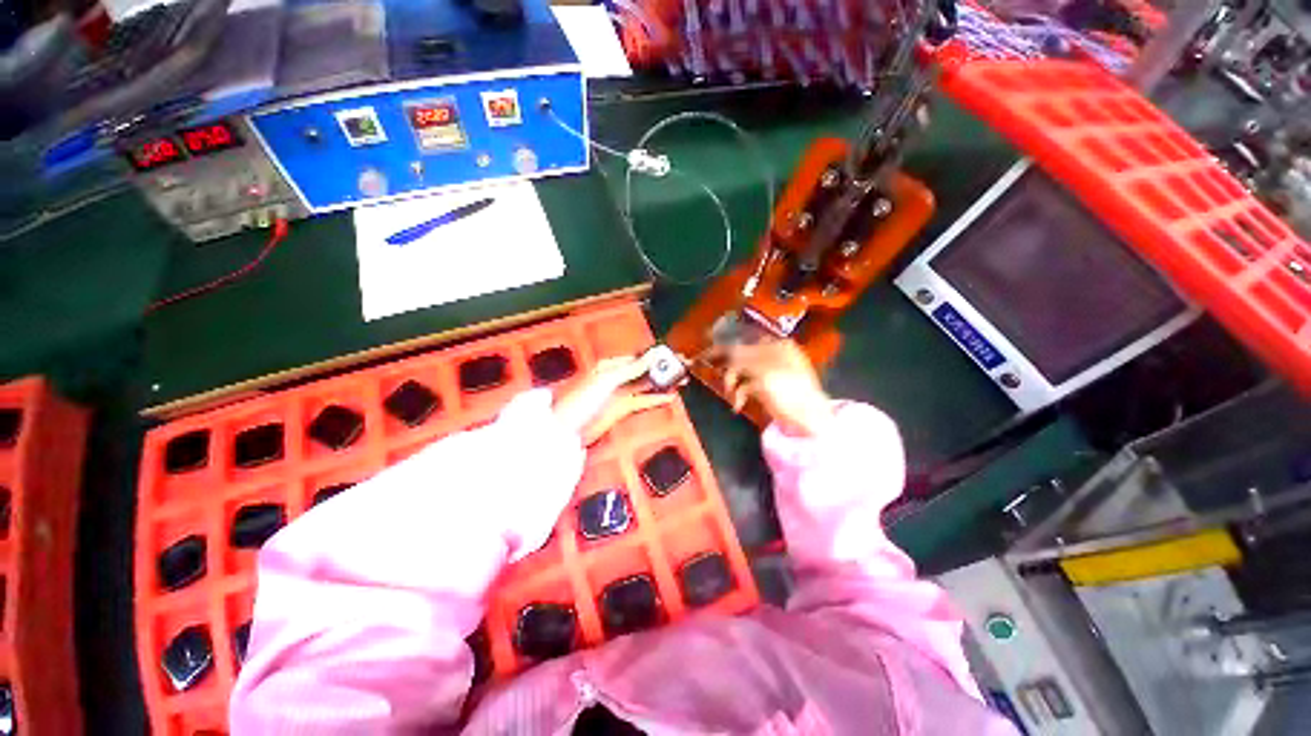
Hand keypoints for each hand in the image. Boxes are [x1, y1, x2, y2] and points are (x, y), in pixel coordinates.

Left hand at [554, 354, 674, 444]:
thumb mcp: (607, 380)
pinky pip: (643, 401)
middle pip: (644, 370)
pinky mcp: (622, 409)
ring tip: (682, 380)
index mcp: (610, 365)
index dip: (656, 356)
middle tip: (683, 367)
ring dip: (662, 383)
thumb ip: (632, 369)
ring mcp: (620, 393)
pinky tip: (670, 396)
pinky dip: (656, 398)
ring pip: (646, 385)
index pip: (638, 357)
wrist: (567, 429)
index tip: (674, 355)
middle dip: (662, 369)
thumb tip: (653, 356)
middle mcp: (616, 377)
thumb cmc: (582, 399)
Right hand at [715, 340, 832, 436]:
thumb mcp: (764, 371)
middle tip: (703, 360)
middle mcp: (772, 355)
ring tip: (729, 393)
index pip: (746, 338)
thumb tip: (724, 348)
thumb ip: (742, 358)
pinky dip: (739, 394)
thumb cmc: (790, 390)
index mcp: (776, 345)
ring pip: (741, 371)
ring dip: (731, 382)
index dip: (727, 340)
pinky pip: (745, 386)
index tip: (708, 343)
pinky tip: (737, 404)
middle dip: (724, 361)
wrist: (807, 418)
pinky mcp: (764, 389)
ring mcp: (768, 373)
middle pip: (742, 353)